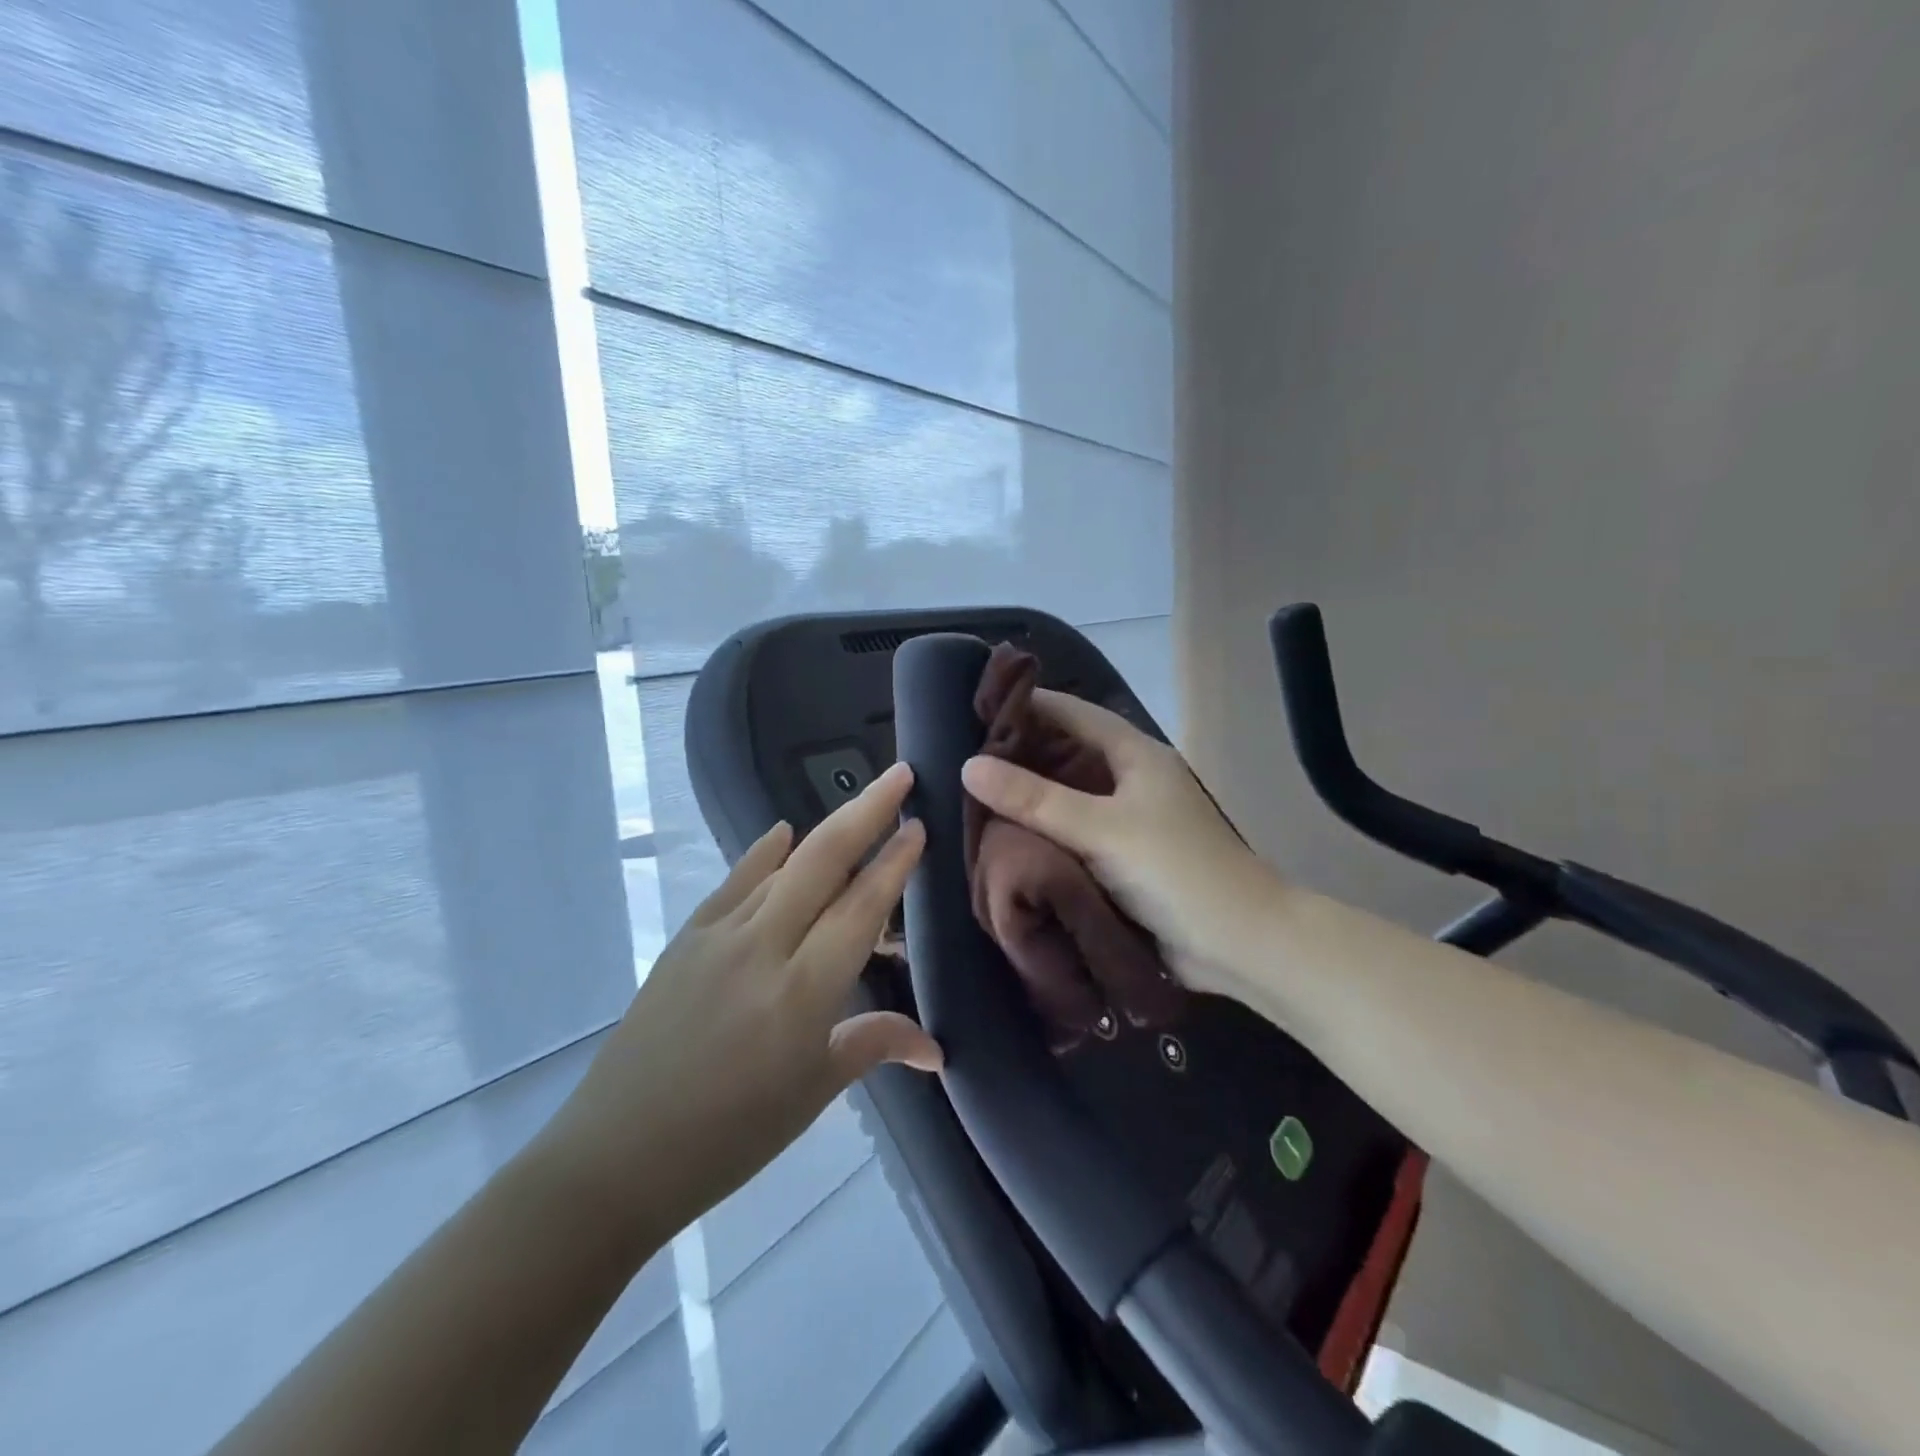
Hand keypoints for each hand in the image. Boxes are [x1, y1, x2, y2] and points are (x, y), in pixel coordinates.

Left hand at [539, 762, 940, 1250]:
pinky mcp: (686, 939)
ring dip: (826, 832)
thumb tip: (935, 1049)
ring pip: (784, 866)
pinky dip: (763, 853)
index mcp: (803, 991)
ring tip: (860, 807)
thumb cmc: (731, 1135)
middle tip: (902, 774)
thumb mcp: (813, 1092)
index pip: (862, 907)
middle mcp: (763, 947)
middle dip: (868, 810)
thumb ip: (875, 1045)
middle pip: (824, 860)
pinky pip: (735, 883)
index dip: (895, 863)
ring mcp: (719, 936)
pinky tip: (782, 831)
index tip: (919, 825)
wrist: (617, 1155)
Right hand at [961, 693, 1281, 997]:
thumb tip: (968, 766)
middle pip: (1067, 752)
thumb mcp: (1102, 829)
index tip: (973, 708)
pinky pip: (1074, 832)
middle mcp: (1131, 779)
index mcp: (1135, 755)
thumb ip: (1035, 799)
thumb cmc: (1176, 871)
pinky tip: (1007, 835)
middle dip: (1020, 753)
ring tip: (972, 793)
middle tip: (962, 755)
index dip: (1026, 705)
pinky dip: (1043, 830)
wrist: (1240, 945)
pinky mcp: (1124, 857)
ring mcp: (1129, 820)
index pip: (1071, 712)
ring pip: (1068, 795)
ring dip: (1029, 795)